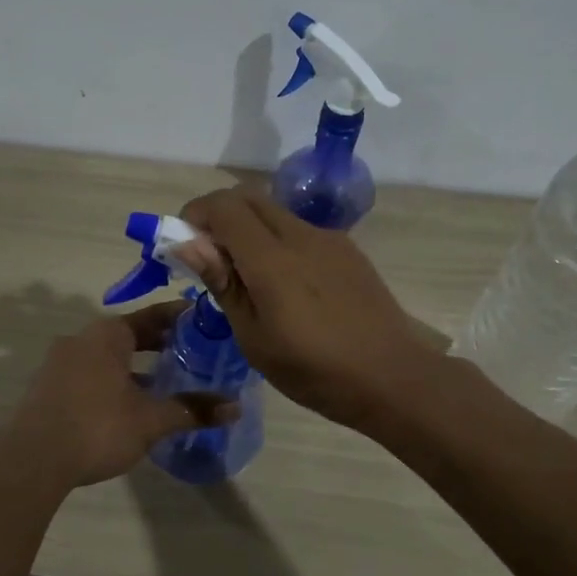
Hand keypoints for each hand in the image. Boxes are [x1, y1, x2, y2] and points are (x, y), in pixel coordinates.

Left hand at [4, 302, 236, 488]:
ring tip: (165, 380)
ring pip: (108, 356)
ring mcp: (60, 363)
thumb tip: (236, 407)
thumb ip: (192, 410)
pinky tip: (129, 404)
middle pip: (129, 334)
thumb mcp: (151, 419)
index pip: (152, 315)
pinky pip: (90, 374)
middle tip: (192, 352)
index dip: (180, 318)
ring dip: (135, 365)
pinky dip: (114, 380)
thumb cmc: (97, 426)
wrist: (31, 460)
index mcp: (107, 334)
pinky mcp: (48, 388)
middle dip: (159, 344)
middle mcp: (81, 339)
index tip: (203, 321)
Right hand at [176, 188, 438, 429]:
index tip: (185, 244)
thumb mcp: (254, 338)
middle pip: (249, 198)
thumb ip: (223, 283)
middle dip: (220, 215)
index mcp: (272, 259)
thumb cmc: (314, 370)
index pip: (224, 206)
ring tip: (248, 278)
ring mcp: (329, 239)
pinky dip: (278, 241)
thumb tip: (189, 244)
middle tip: (211, 257)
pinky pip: (301, 231)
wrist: (392, 377)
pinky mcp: (348, 250)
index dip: (196, 214)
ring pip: (276, 213)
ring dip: (250, 228)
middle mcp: (301, 235)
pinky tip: (287, 287)